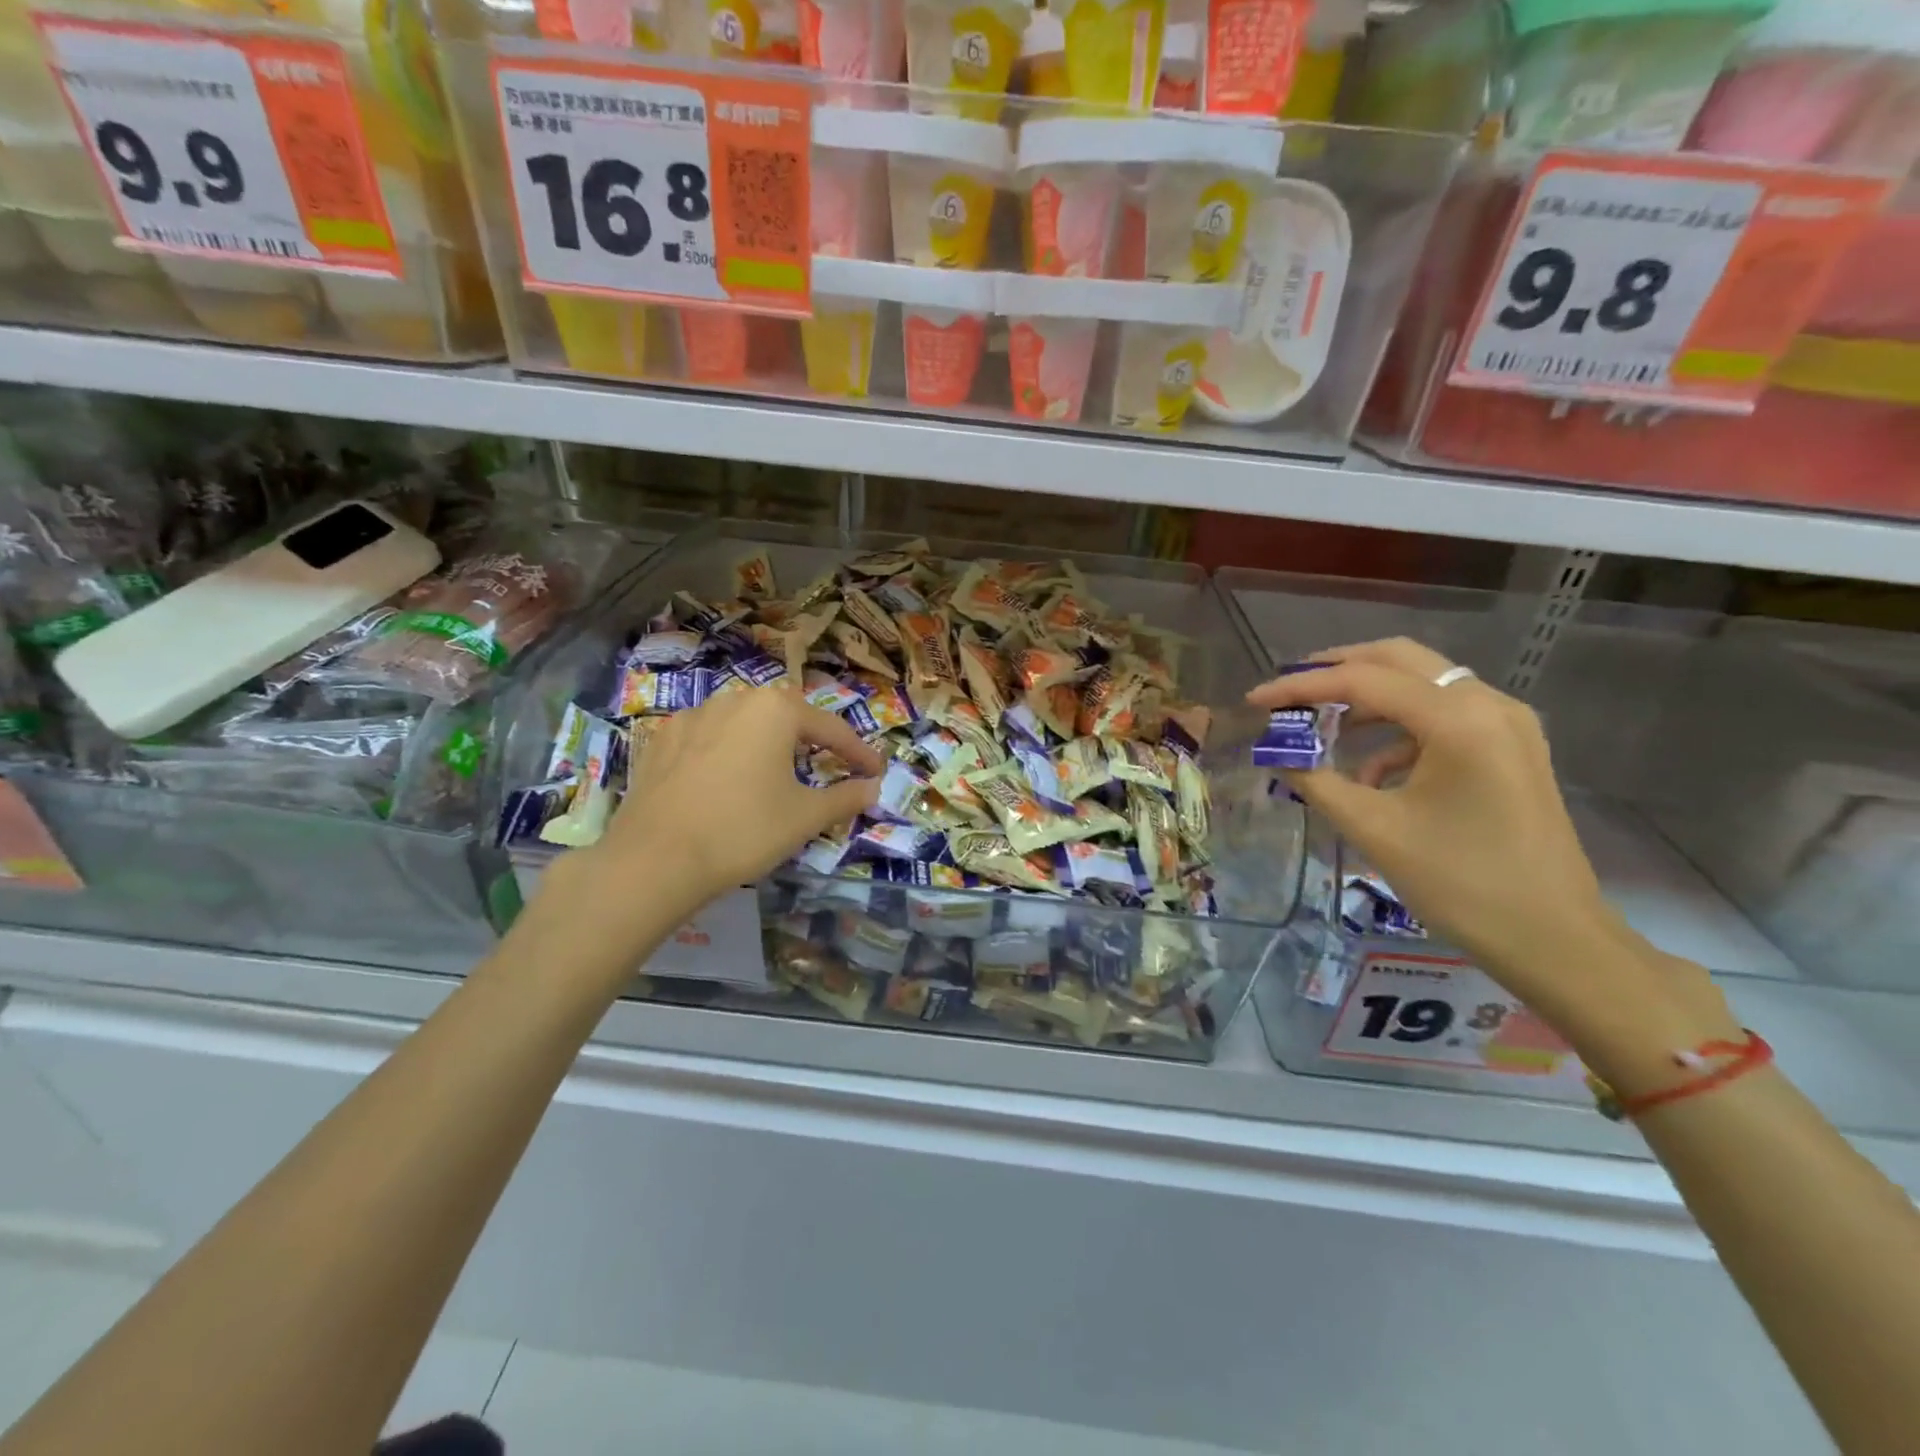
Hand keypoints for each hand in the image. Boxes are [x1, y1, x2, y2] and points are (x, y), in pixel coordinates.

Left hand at [598, 685, 881, 915]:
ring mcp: (693, 716)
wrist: (654, 858)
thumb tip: (873, 788)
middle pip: (786, 717)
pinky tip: (726, 778)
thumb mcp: (805, 817)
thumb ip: (845, 798)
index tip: (876, 772)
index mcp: (776, 710)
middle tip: (829, 765)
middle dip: (812, 740)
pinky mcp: (661, 739)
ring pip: (744, 723)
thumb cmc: (743, 830)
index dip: (859, 753)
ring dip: (767, 742)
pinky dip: (728, 752)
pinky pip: (708, 737)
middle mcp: (735, 699)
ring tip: (776, 770)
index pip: (832, 729)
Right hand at [1248, 638, 1621, 1010]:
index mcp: (1458, 720)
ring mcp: (1507, 724)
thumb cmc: (1460, 883)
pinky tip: (1371, 771)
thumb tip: (1278, 753)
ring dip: (1367, 698)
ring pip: (1422, 684)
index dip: (1301, 686)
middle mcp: (1488, 704)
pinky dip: (1398, 729)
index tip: (1256, 699)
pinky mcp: (1511, 748)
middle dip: (1337, 670)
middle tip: (1289, 691)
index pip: (1362, 680)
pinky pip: (1443, 716)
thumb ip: (1317, 781)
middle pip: (1399, 660)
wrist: (1553, 938)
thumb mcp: (1374, 830)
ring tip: (1319, 726)